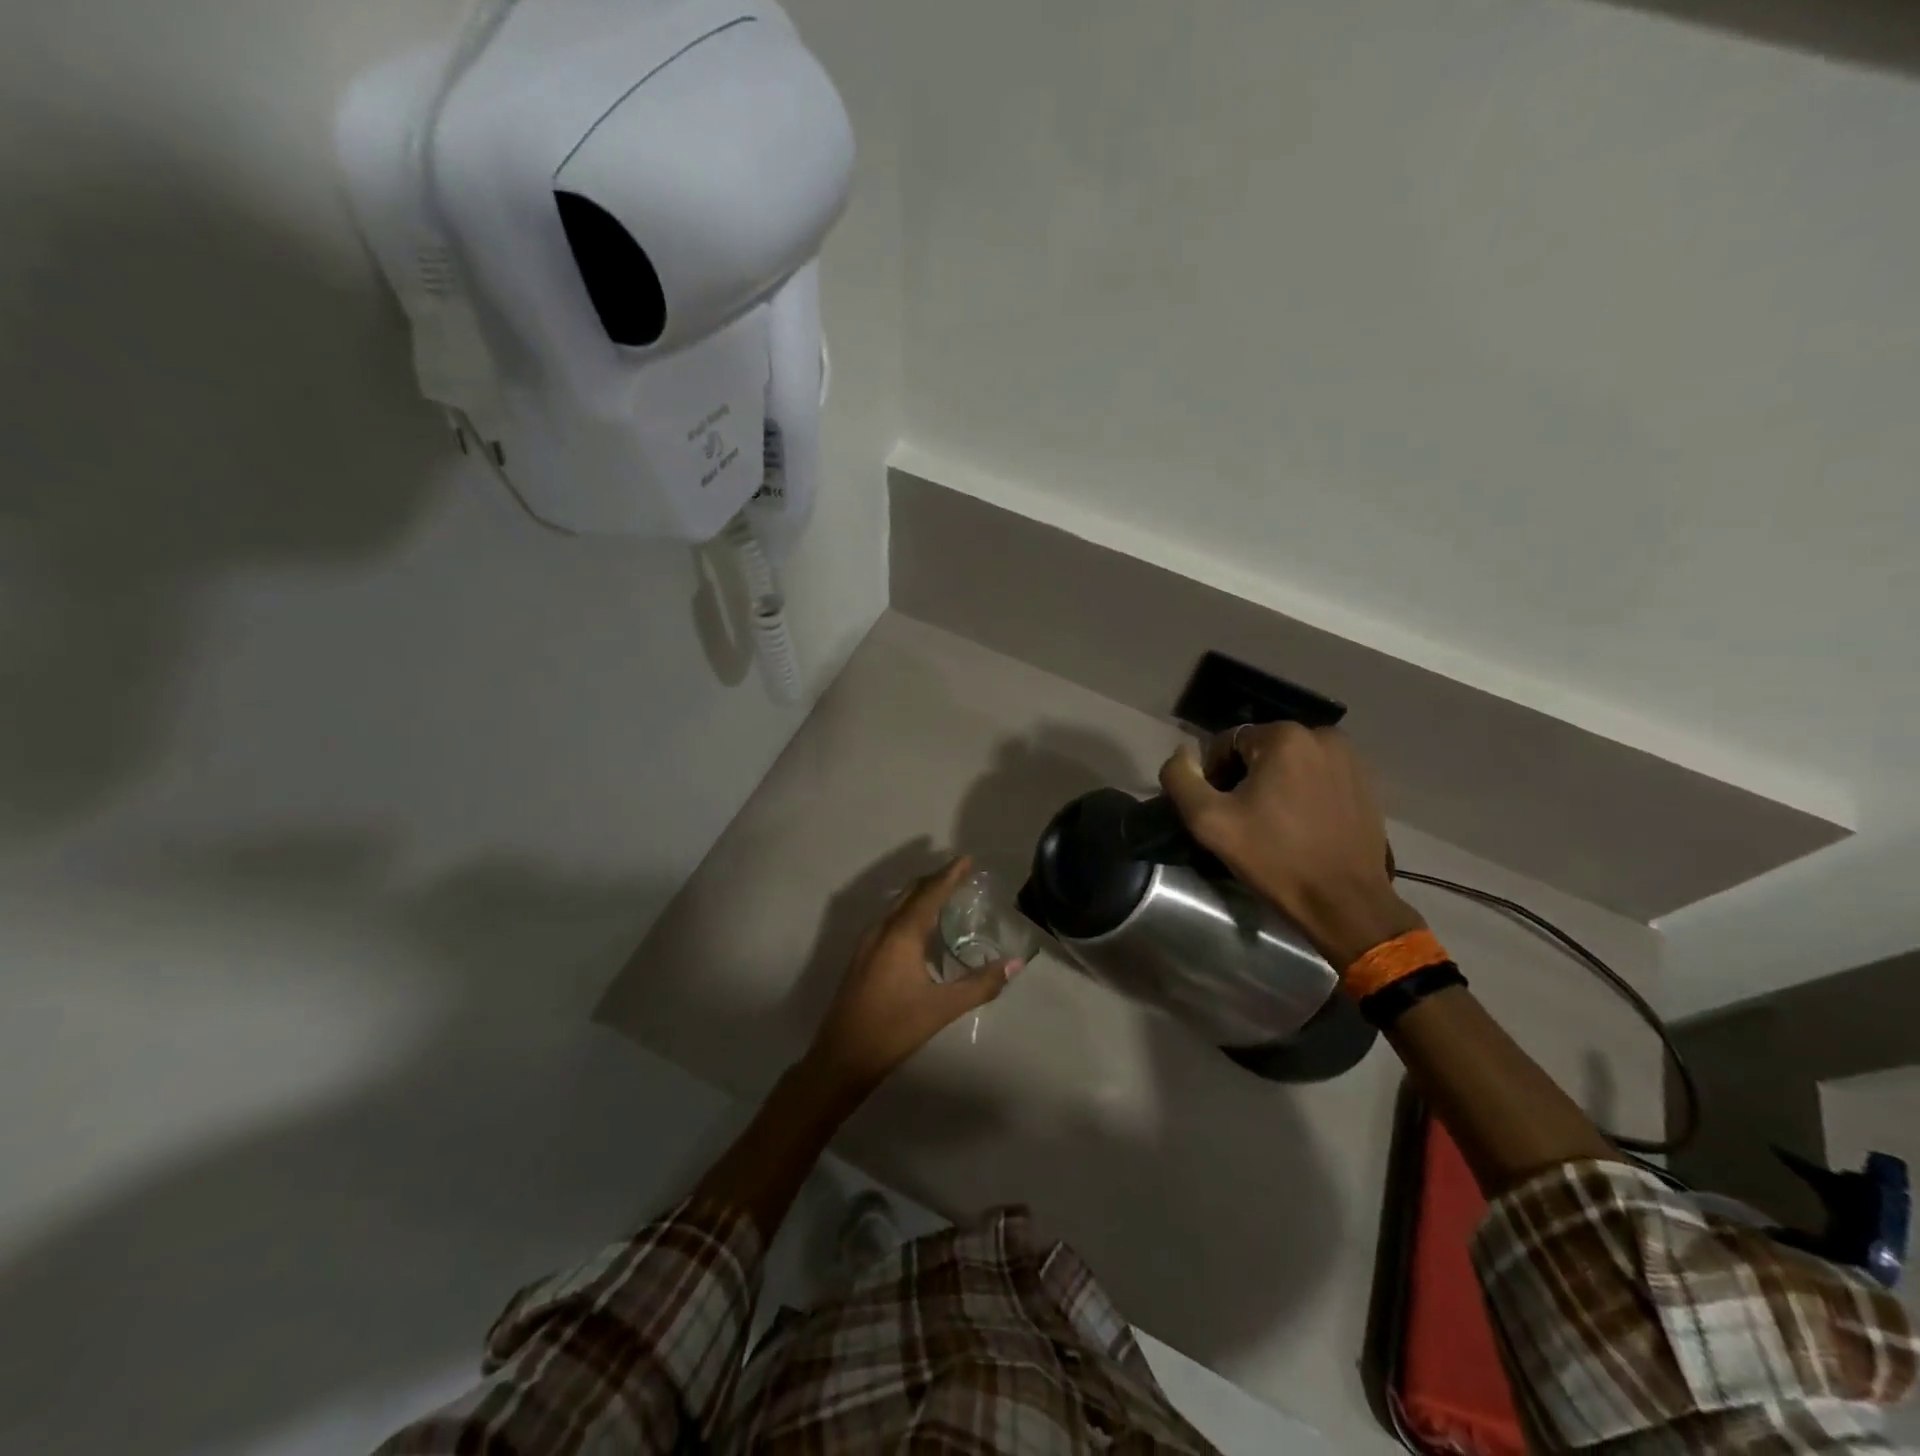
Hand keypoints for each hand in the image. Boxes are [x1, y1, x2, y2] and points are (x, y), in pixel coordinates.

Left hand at [800, 857, 1022, 1101]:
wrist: (842, 1056)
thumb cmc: (894, 1029)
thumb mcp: (942, 1008)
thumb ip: (980, 985)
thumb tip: (1015, 964)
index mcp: (901, 934)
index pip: (930, 893)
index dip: (949, 875)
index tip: (966, 859)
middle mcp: (882, 929)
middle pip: (911, 893)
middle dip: (935, 880)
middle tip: (959, 873)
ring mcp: (867, 942)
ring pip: (896, 905)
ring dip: (920, 895)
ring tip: (943, 894)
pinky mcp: (861, 956)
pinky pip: (889, 920)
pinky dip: (908, 911)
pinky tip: (919, 928)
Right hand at [1159, 724, 1424, 968]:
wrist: (1344, 902)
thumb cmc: (1274, 858)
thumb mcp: (1209, 821)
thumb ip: (1181, 779)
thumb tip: (1182, 754)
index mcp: (1284, 736)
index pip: (1227, 741)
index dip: (1214, 774)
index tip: (1219, 810)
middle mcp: (1321, 735)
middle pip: (1260, 749)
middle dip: (1245, 777)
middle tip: (1242, 818)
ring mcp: (1349, 758)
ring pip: (1289, 762)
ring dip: (1274, 783)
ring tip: (1271, 823)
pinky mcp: (1365, 782)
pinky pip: (1317, 775)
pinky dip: (1301, 791)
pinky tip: (1299, 824)